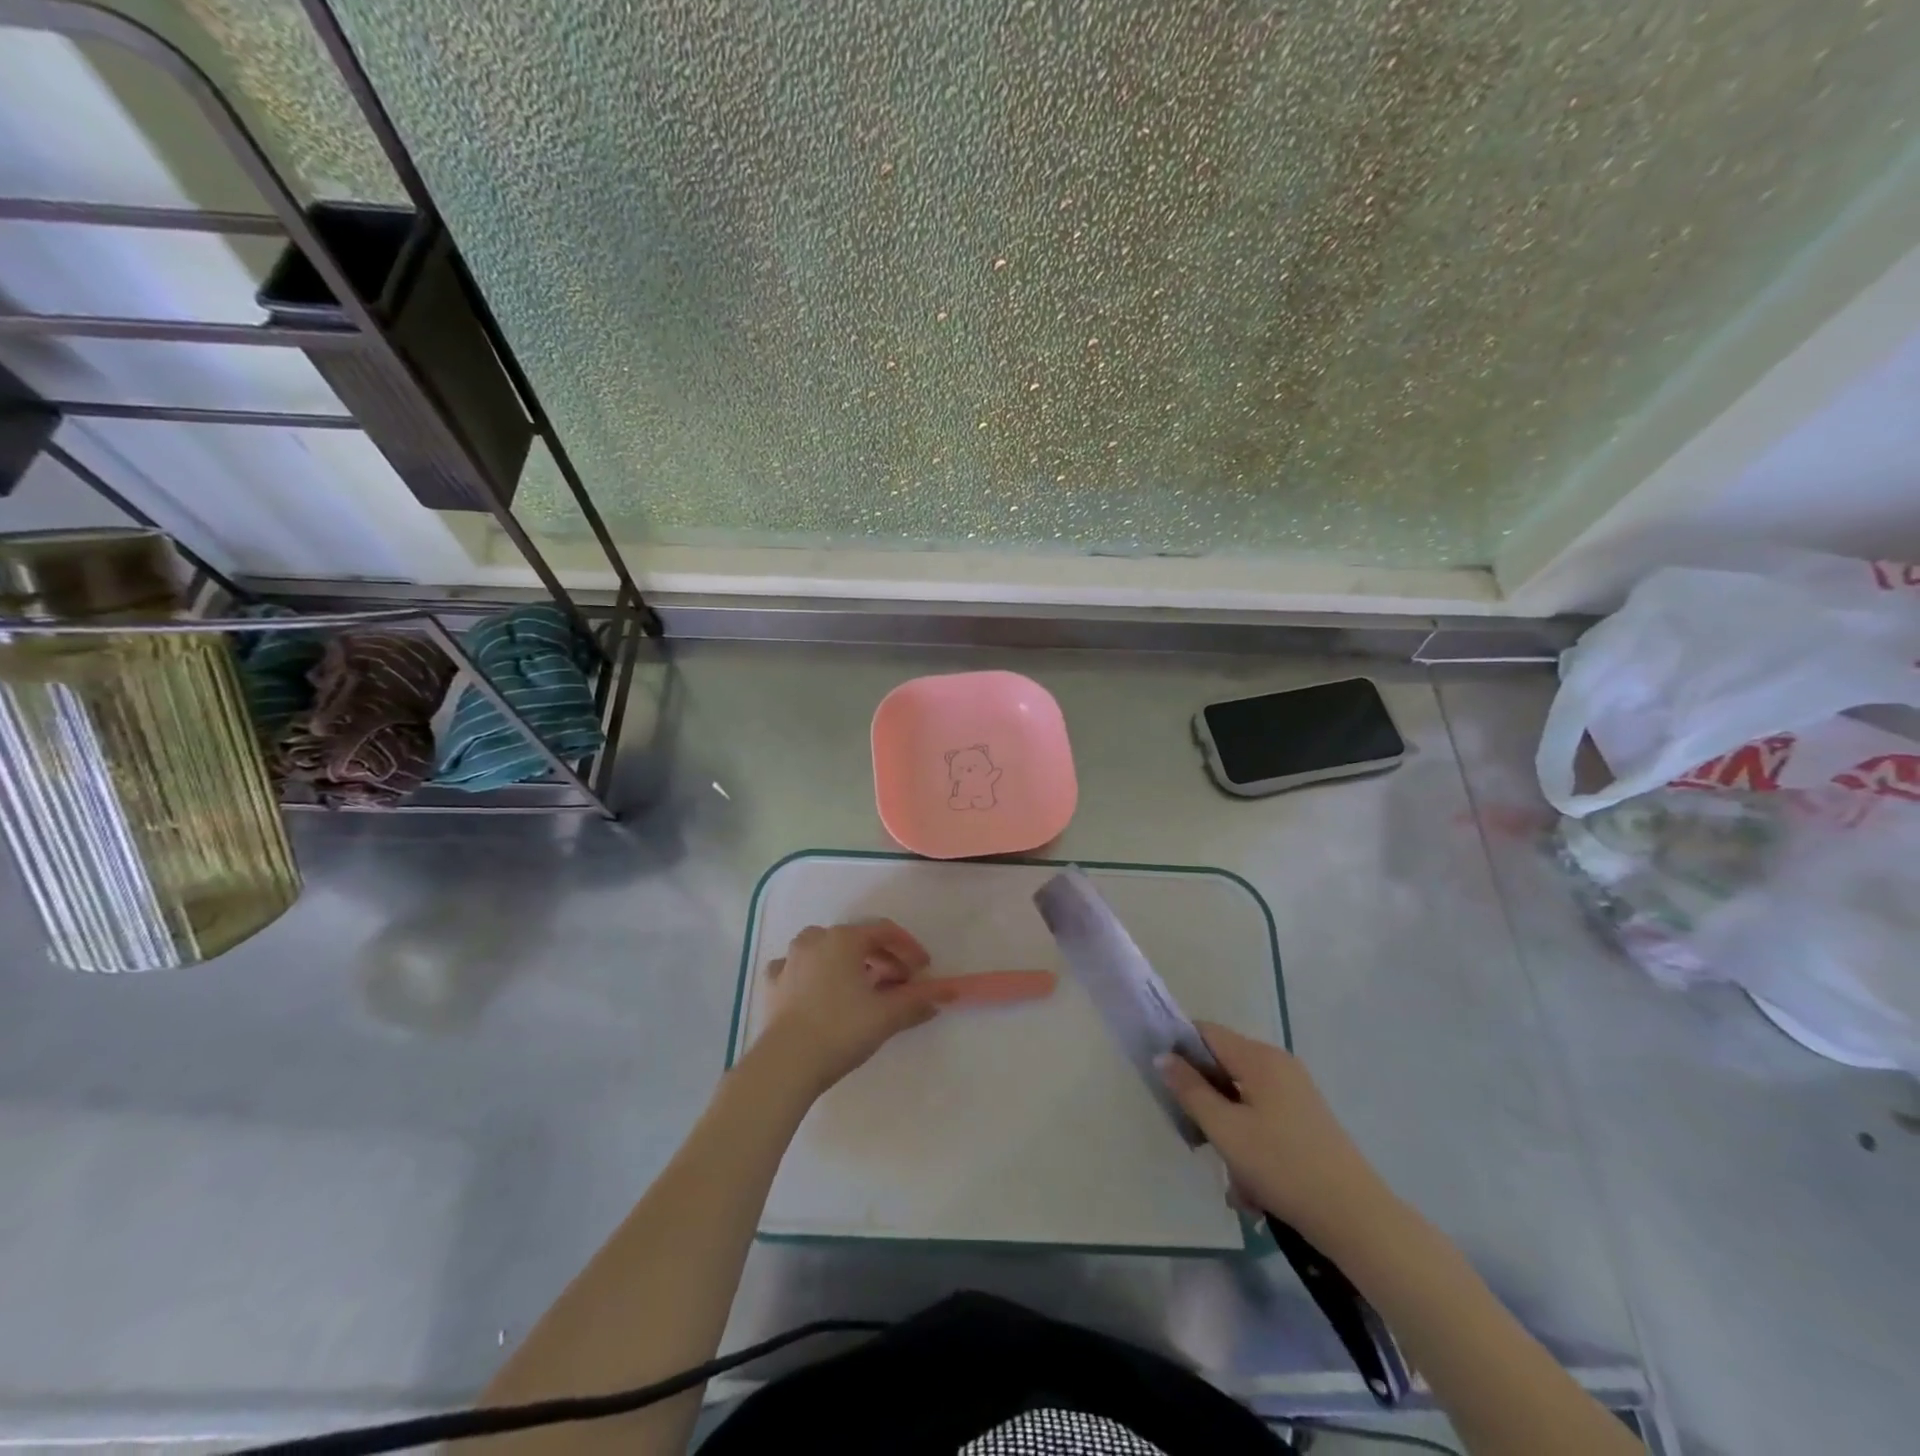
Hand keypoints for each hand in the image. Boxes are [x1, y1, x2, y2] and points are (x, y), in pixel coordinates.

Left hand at [753, 920, 941, 1097]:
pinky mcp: (774, 984)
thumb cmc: (841, 1030)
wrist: (786, 1063)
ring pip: (826, 949)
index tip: (924, 969)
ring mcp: (790, 960)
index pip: (884, 932)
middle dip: (882, 958)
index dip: (908, 948)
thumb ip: (916, 1001)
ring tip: (863, 987)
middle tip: (900, 983)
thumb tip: (943, 996)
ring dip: (849, 963)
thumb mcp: (886, 1016)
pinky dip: (814, 974)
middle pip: (856, 939)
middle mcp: (815, 940)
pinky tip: (820, 990)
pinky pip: (799, 968)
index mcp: (844, 939)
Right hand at [1158, 1022, 1398, 1247]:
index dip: (1179, 1048)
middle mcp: (1278, 1065)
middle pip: (1223, 1067)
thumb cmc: (1283, 1166)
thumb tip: (1162, 1056)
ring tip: (1232, 1178)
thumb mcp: (1226, 1130)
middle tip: (1195, 1137)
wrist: (1356, 1219)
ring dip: (1228, 1132)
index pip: (1205, 1032)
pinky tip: (1253, 1187)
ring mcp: (1295, 1093)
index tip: (1161, 1080)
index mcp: (1259, 1058)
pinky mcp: (1306, 1120)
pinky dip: (1250, 1144)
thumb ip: (1190, 1090)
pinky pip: (1262, 1119)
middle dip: (1205, 1102)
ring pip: (1241, 1100)